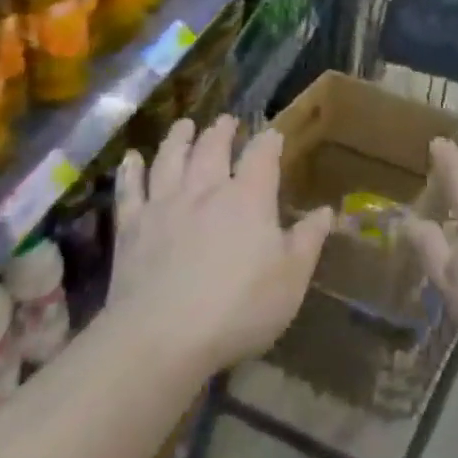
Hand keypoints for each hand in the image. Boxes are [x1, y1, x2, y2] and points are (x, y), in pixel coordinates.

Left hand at [109, 117, 333, 374]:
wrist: (162, 337)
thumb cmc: (238, 309)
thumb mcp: (290, 279)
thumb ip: (308, 241)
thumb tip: (327, 210)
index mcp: (248, 198)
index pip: (262, 156)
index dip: (269, 141)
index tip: (273, 133)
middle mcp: (206, 190)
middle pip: (213, 148)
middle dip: (222, 131)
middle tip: (226, 120)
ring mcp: (165, 205)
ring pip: (171, 158)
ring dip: (179, 138)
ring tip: (184, 124)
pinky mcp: (132, 227)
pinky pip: (130, 190)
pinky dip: (131, 171)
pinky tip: (130, 158)